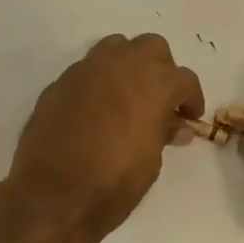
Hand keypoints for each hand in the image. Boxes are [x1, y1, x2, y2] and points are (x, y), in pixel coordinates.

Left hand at [3, 34, 204, 242]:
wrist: (52, 195)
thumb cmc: (113, 183)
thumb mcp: (151, 162)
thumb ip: (163, 134)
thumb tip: (174, 126)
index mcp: (154, 83)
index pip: (184, 79)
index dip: (191, 98)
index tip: (189, 117)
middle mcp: (121, 65)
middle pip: (152, 48)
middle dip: (160, 69)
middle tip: (159, 99)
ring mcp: (86, 70)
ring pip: (116, 48)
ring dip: (127, 65)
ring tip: (127, 96)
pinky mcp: (59, 83)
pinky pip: (87, 71)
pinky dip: (98, 82)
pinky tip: (95, 110)